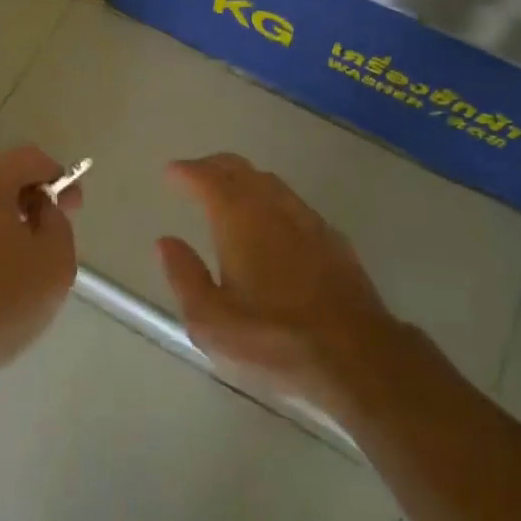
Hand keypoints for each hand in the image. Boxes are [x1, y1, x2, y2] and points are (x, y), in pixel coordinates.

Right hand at [156, 154, 402, 414]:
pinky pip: (293, 203)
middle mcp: (273, 206)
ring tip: (230, 191)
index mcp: (238, 219)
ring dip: (245, 179)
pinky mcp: (332, 238)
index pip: (208, 179)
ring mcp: (308, 219)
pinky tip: (272, 221)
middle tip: (196, 173)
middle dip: (214, 166)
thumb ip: (184, 276)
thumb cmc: (272, 340)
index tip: (172, 172)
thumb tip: (166, 242)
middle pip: (240, 169)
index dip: (187, 171)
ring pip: (270, 182)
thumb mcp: (211, 321)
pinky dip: (272, 199)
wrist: (354, 354)